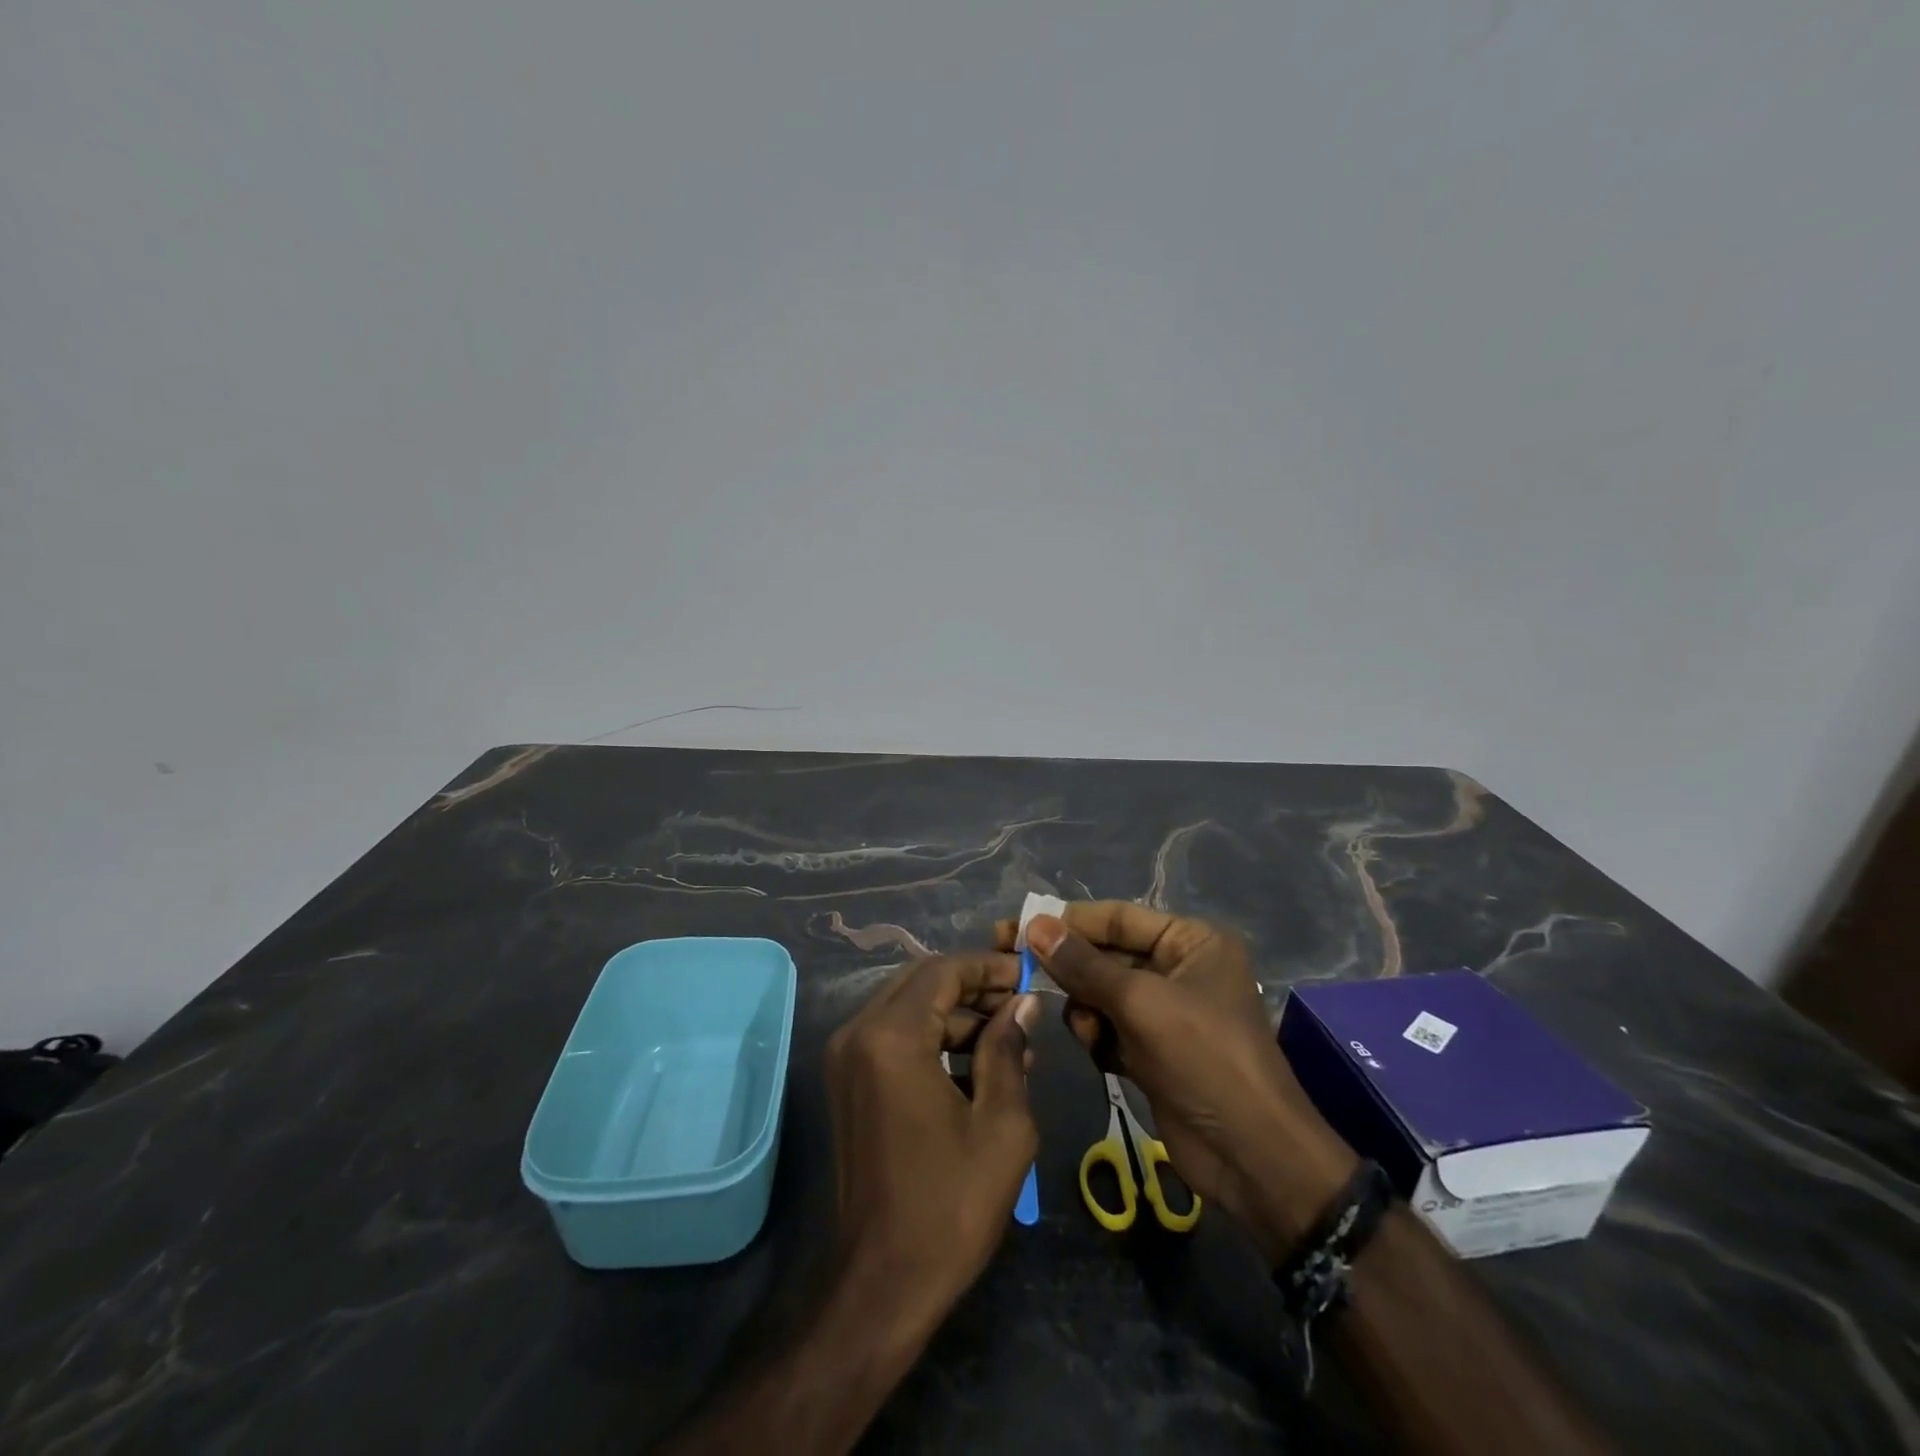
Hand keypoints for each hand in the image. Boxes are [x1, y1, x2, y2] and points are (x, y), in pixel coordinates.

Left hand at [825, 954, 1041, 1338]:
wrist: (883, 1284)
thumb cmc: (950, 1205)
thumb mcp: (1001, 1125)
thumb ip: (1009, 1050)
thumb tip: (1022, 1004)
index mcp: (892, 1037)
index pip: (943, 971)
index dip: (988, 967)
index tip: (1027, 975)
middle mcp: (858, 1033)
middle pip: (921, 982)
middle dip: (972, 986)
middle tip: (1019, 1004)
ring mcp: (845, 1058)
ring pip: (906, 1007)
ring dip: (955, 1014)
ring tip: (1009, 1041)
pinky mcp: (846, 1082)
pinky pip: (893, 1037)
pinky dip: (931, 1038)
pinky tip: (975, 1065)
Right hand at [997, 903, 1355, 1264]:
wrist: (1251, 1157)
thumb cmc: (1204, 1058)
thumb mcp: (1141, 1003)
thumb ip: (1084, 964)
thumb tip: (1034, 924)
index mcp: (1191, 941)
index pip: (1117, 916)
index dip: (1067, 920)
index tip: (1016, 925)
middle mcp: (1179, 967)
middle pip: (1106, 955)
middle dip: (1070, 968)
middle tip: (1015, 966)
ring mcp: (1166, 1011)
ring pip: (1101, 993)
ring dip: (1085, 1009)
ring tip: (1086, 1030)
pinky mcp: (1153, 1049)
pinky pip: (1109, 1027)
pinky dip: (1099, 1037)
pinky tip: (1103, 1056)